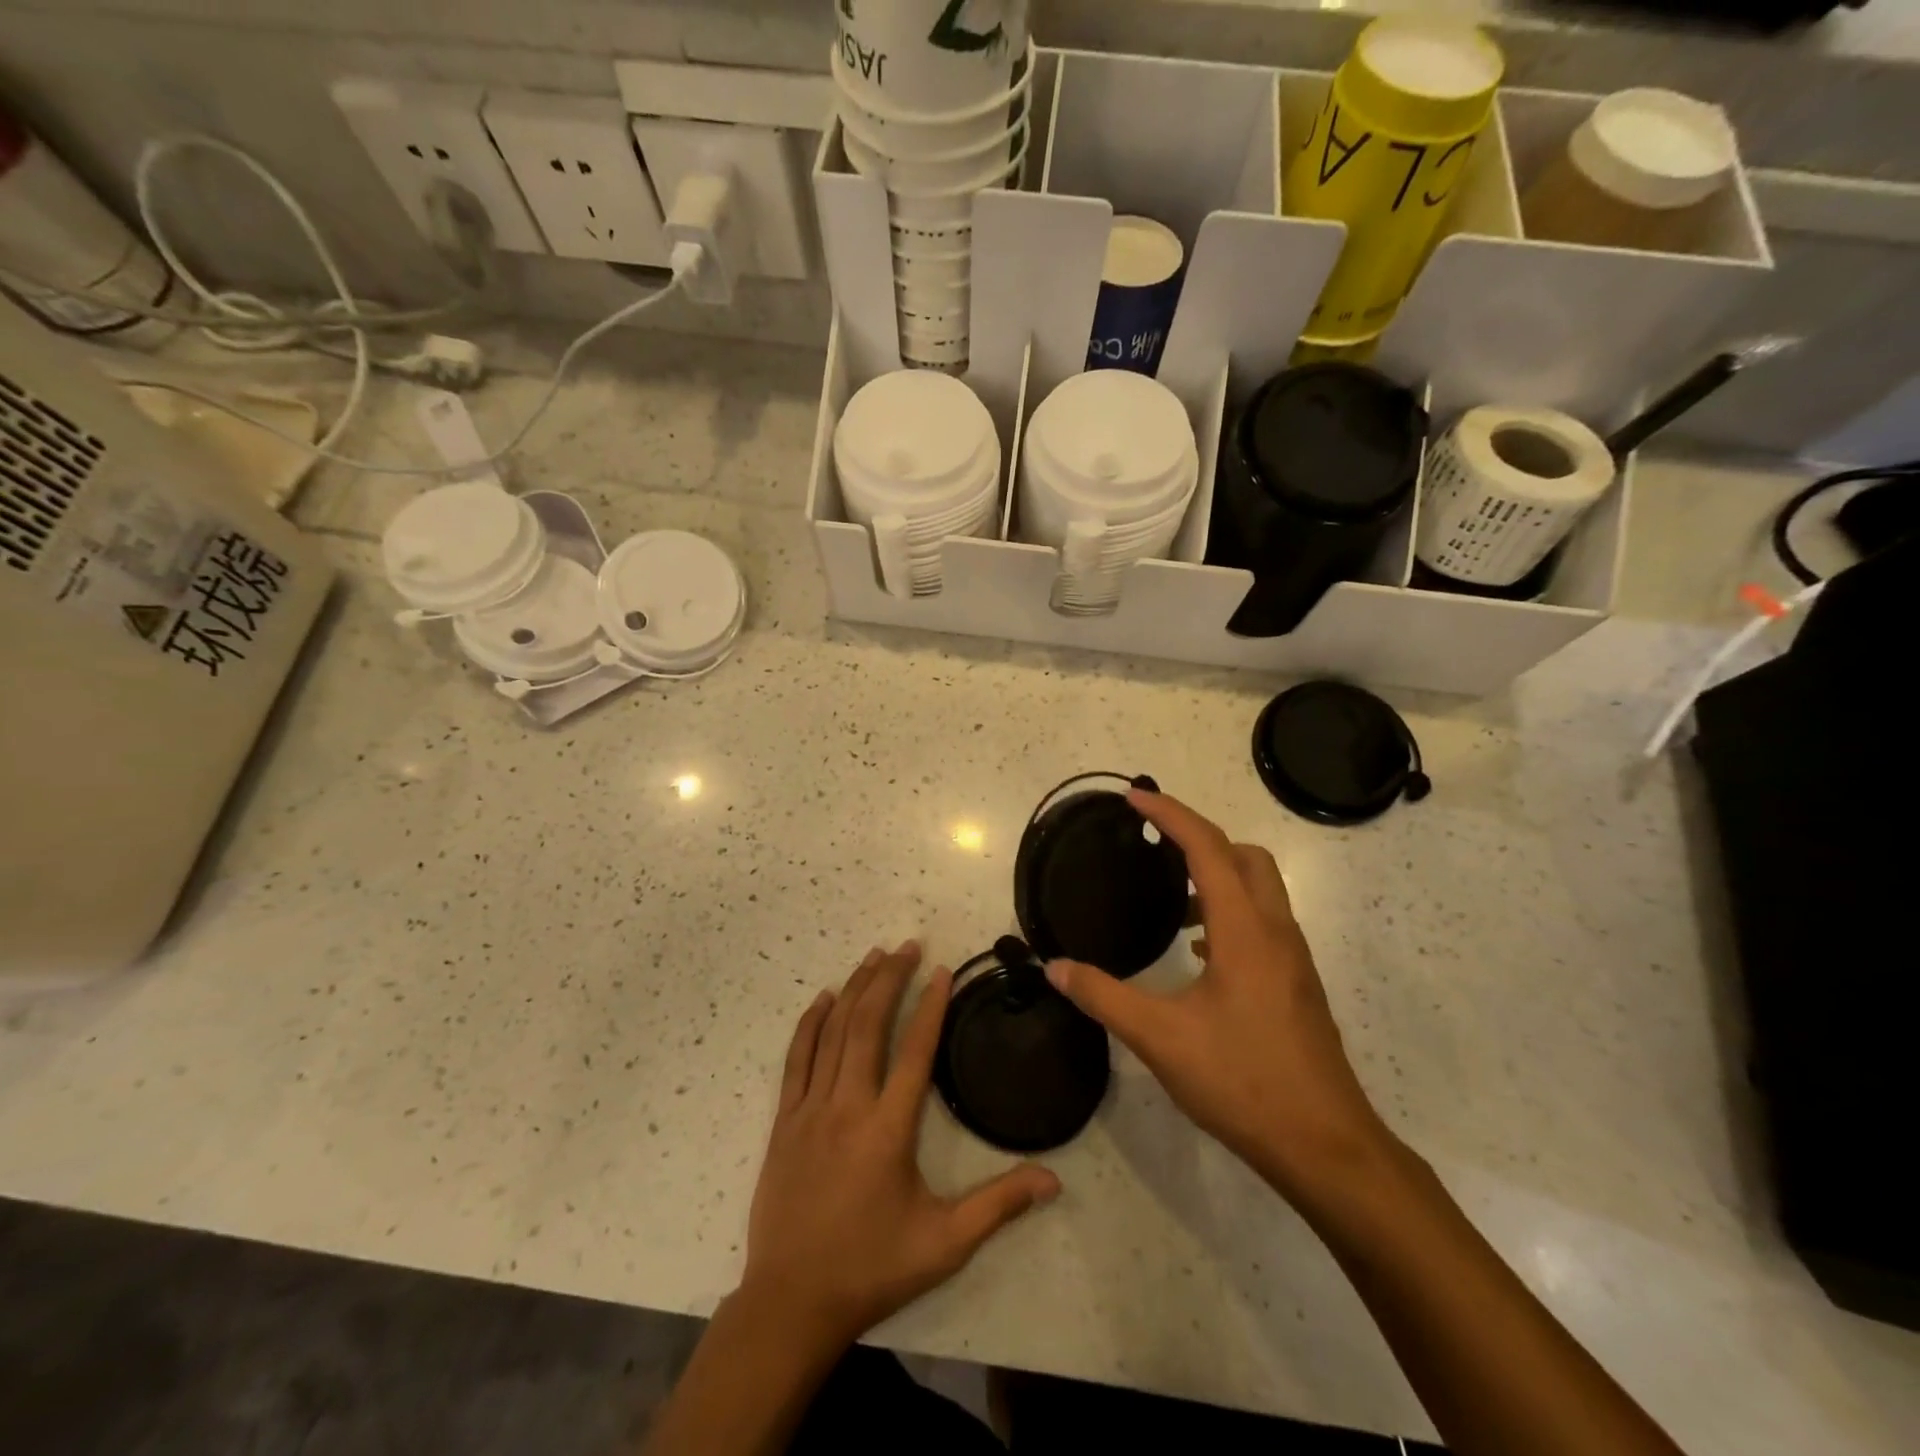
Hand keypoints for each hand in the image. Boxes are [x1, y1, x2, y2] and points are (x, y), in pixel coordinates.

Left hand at [740, 941, 1060, 1349]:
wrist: (791, 1303)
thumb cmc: (872, 1268)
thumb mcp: (944, 1243)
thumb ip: (998, 1206)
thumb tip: (1054, 1180)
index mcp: (888, 1129)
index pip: (914, 1051)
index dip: (930, 1006)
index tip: (941, 970)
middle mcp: (848, 1106)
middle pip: (869, 1025)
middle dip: (889, 979)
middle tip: (907, 945)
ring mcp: (810, 1109)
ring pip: (833, 1032)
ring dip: (854, 989)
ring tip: (874, 956)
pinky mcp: (784, 1120)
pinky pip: (797, 1058)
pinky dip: (810, 1023)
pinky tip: (823, 999)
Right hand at [1044, 791, 1395, 1207]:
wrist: (1325, 1146)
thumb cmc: (1243, 1082)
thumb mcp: (1161, 1038)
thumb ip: (1103, 996)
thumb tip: (1053, 967)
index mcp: (1244, 930)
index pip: (1207, 848)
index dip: (1170, 815)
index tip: (1134, 798)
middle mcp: (1275, 931)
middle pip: (1245, 855)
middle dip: (1199, 837)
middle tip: (1154, 844)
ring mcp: (1292, 958)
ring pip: (1259, 888)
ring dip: (1216, 875)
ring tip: (1169, 899)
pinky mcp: (1296, 983)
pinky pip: (1262, 921)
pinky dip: (1229, 911)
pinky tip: (1198, 951)